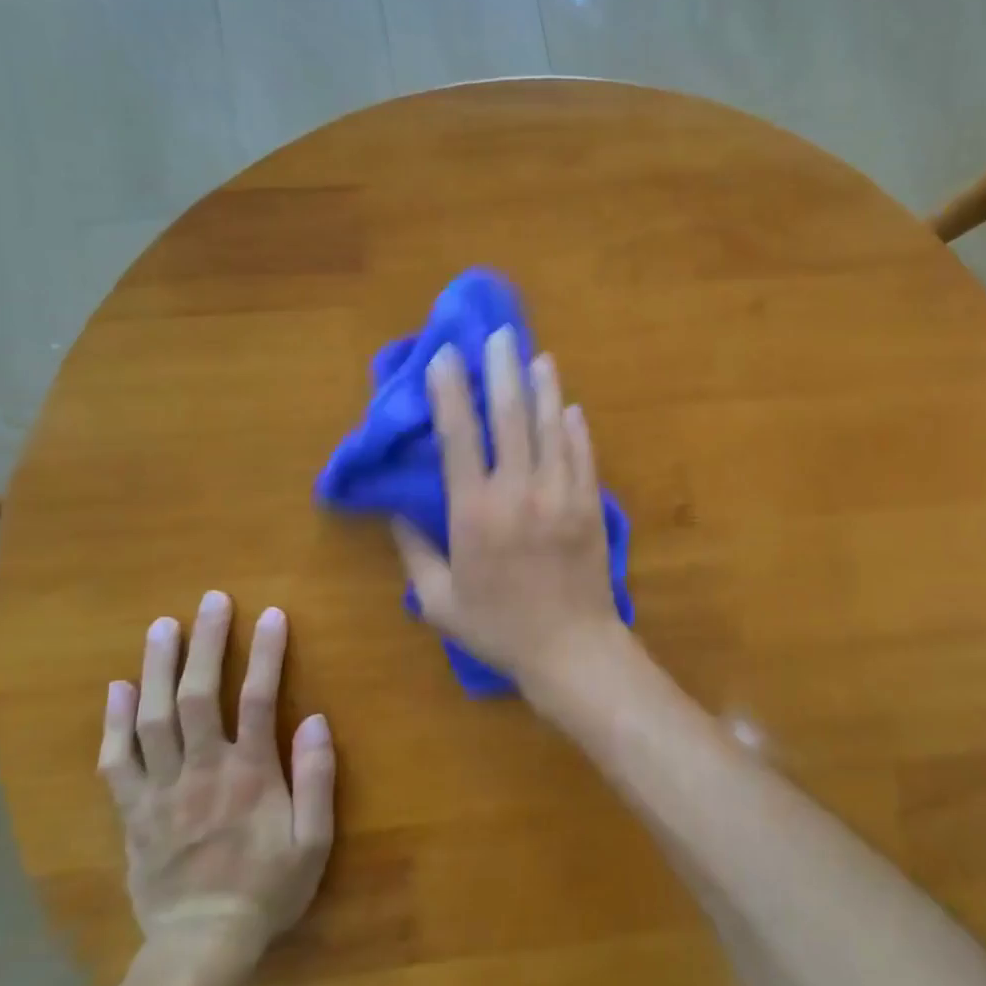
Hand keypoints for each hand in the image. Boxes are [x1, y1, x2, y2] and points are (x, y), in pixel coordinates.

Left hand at [97, 594, 334, 985]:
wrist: (200, 947)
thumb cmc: (268, 889)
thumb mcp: (314, 840)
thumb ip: (317, 777)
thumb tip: (316, 719)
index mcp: (250, 775)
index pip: (259, 699)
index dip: (267, 654)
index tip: (272, 615)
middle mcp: (201, 771)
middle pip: (199, 696)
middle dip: (206, 644)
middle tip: (211, 601)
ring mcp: (160, 791)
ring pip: (153, 719)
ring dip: (158, 668)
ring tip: (162, 627)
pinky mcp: (131, 813)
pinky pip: (116, 761)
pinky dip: (114, 722)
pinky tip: (119, 688)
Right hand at [393, 328, 624, 697]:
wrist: (571, 649)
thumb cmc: (500, 628)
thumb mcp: (440, 602)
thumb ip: (415, 553)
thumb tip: (395, 513)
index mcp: (474, 513)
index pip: (459, 437)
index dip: (450, 392)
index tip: (446, 357)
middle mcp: (518, 492)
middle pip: (509, 417)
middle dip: (501, 371)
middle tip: (498, 335)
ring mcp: (561, 495)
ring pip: (551, 427)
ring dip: (544, 388)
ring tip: (537, 356)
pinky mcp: (590, 505)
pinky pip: (582, 455)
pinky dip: (575, 428)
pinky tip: (570, 407)